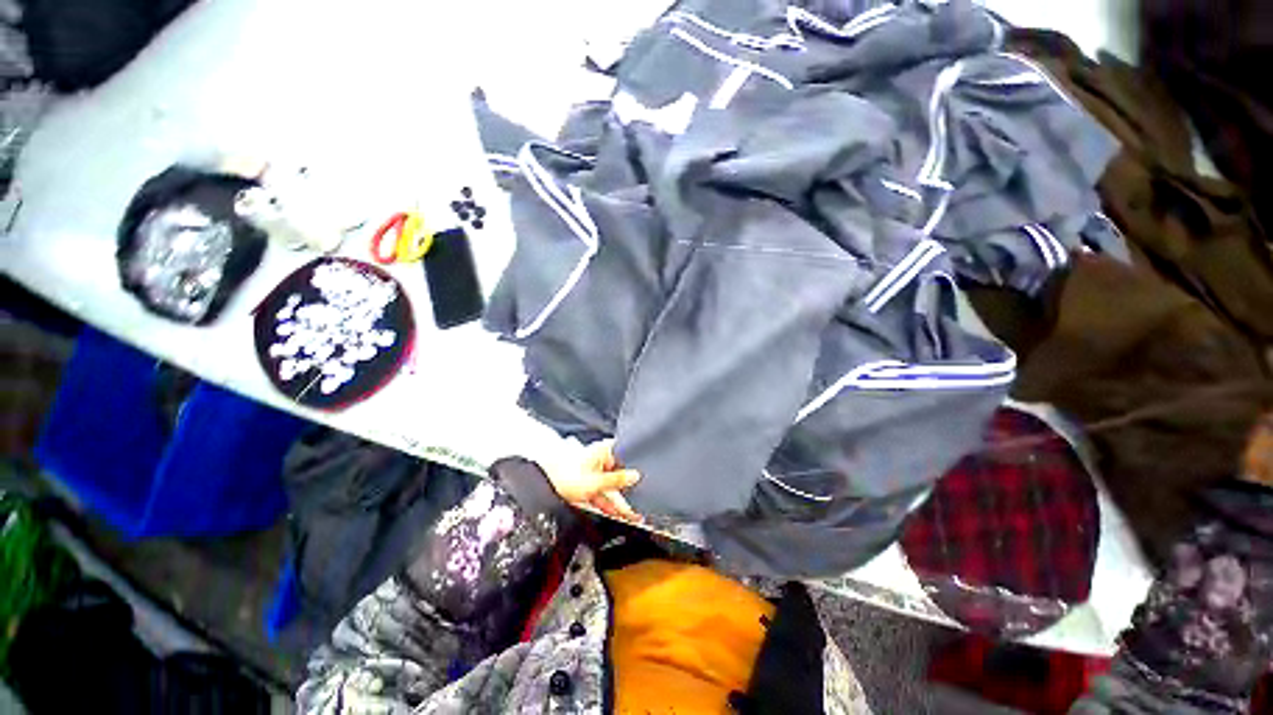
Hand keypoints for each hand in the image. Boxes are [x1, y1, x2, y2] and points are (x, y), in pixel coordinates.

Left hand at [545, 440, 642, 522]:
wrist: (543, 488)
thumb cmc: (565, 476)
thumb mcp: (596, 481)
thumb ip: (618, 480)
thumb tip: (636, 476)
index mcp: (602, 450)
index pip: (625, 453)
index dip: (635, 463)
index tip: (646, 474)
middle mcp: (599, 459)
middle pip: (618, 473)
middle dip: (627, 489)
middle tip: (640, 503)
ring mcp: (593, 473)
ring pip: (610, 486)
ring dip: (619, 500)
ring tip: (632, 514)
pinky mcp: (587, 485)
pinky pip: (602, 494)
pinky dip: (608, 503)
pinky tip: (618, 514)